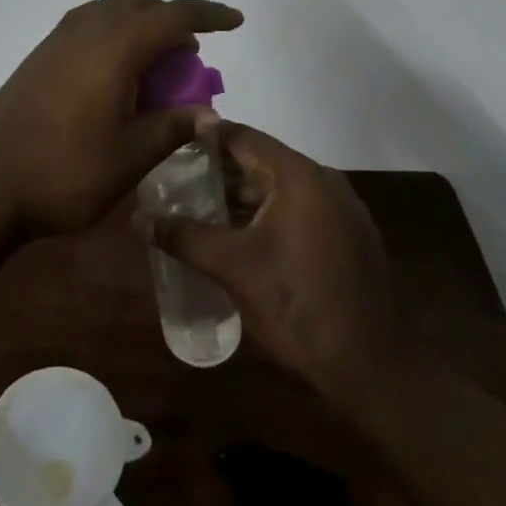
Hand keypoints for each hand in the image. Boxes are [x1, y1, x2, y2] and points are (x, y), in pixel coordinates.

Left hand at [0, 0, 243, 234]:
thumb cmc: (65, 172)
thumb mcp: (129, 158)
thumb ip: (171, 128)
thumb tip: (208, 115)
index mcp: (115, 47)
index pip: (172, 15)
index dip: (208, 14)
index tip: (235, 20)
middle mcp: (88, 29)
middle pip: (139, 3)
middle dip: (171, 18)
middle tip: (189, 55)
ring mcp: (59, 38)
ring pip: (111, 10)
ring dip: (140, 23)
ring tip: (156, 63)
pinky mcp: (41, 53)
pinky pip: (89, 24)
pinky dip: (114, 33)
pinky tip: (116, 72)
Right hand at [152, 123, 393, 394]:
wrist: (368, 368)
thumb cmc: (295, 304)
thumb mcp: (231, 267)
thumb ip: (183, 236)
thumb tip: (138, 219)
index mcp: (299, 175)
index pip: (244, 138)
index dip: (207, 137)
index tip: (175, 142)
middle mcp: (326, 180)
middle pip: (265, 162)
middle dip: (225, 172)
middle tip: (185, 182)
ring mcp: (346, 209)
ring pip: (285, 188)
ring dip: (249, 197)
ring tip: (210, 211)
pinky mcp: (354, 237)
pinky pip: (305, 209)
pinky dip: (276, 214)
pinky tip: (251, 239)